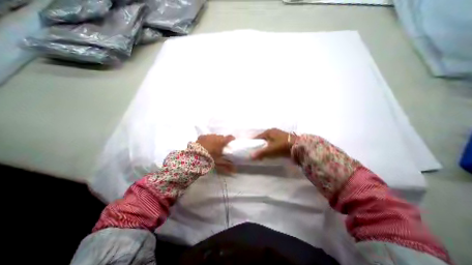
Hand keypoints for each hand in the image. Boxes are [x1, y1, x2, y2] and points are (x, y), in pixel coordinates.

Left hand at [196, 133, 234, 174]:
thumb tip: (235, 171)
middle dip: (223, 141)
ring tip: (213, 146)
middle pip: (222, 137)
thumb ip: (228, 166)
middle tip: (222, 147)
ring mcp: (208, 136)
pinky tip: (206, 145)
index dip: (232, 139)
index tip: (232, 143)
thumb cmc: (210, 159)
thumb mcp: (219, 163)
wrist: (194, 156)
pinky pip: (207, 137)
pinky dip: (208, 140)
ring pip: (215, 136)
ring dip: (215, 140)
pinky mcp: (202, 137)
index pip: (230, 137)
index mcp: (222, 141)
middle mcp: (216, 136)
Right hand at [250, 127, 297, 158]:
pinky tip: (272, 151)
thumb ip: (260, 153)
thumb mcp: (270, 150)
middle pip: (263, 139)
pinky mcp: (284, 139)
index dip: (254, 142)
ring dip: (266, 146)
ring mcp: (279, 134)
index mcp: (268, 132)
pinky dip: (272, 146)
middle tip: (257, 152)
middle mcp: (273, 131)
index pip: (258, 137)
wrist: (299, 146)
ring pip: (269, 140)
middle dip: (260, 145)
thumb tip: (250, 157)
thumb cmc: (282, 146)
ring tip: (264, 153)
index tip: (251, 148)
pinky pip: (274, 142)